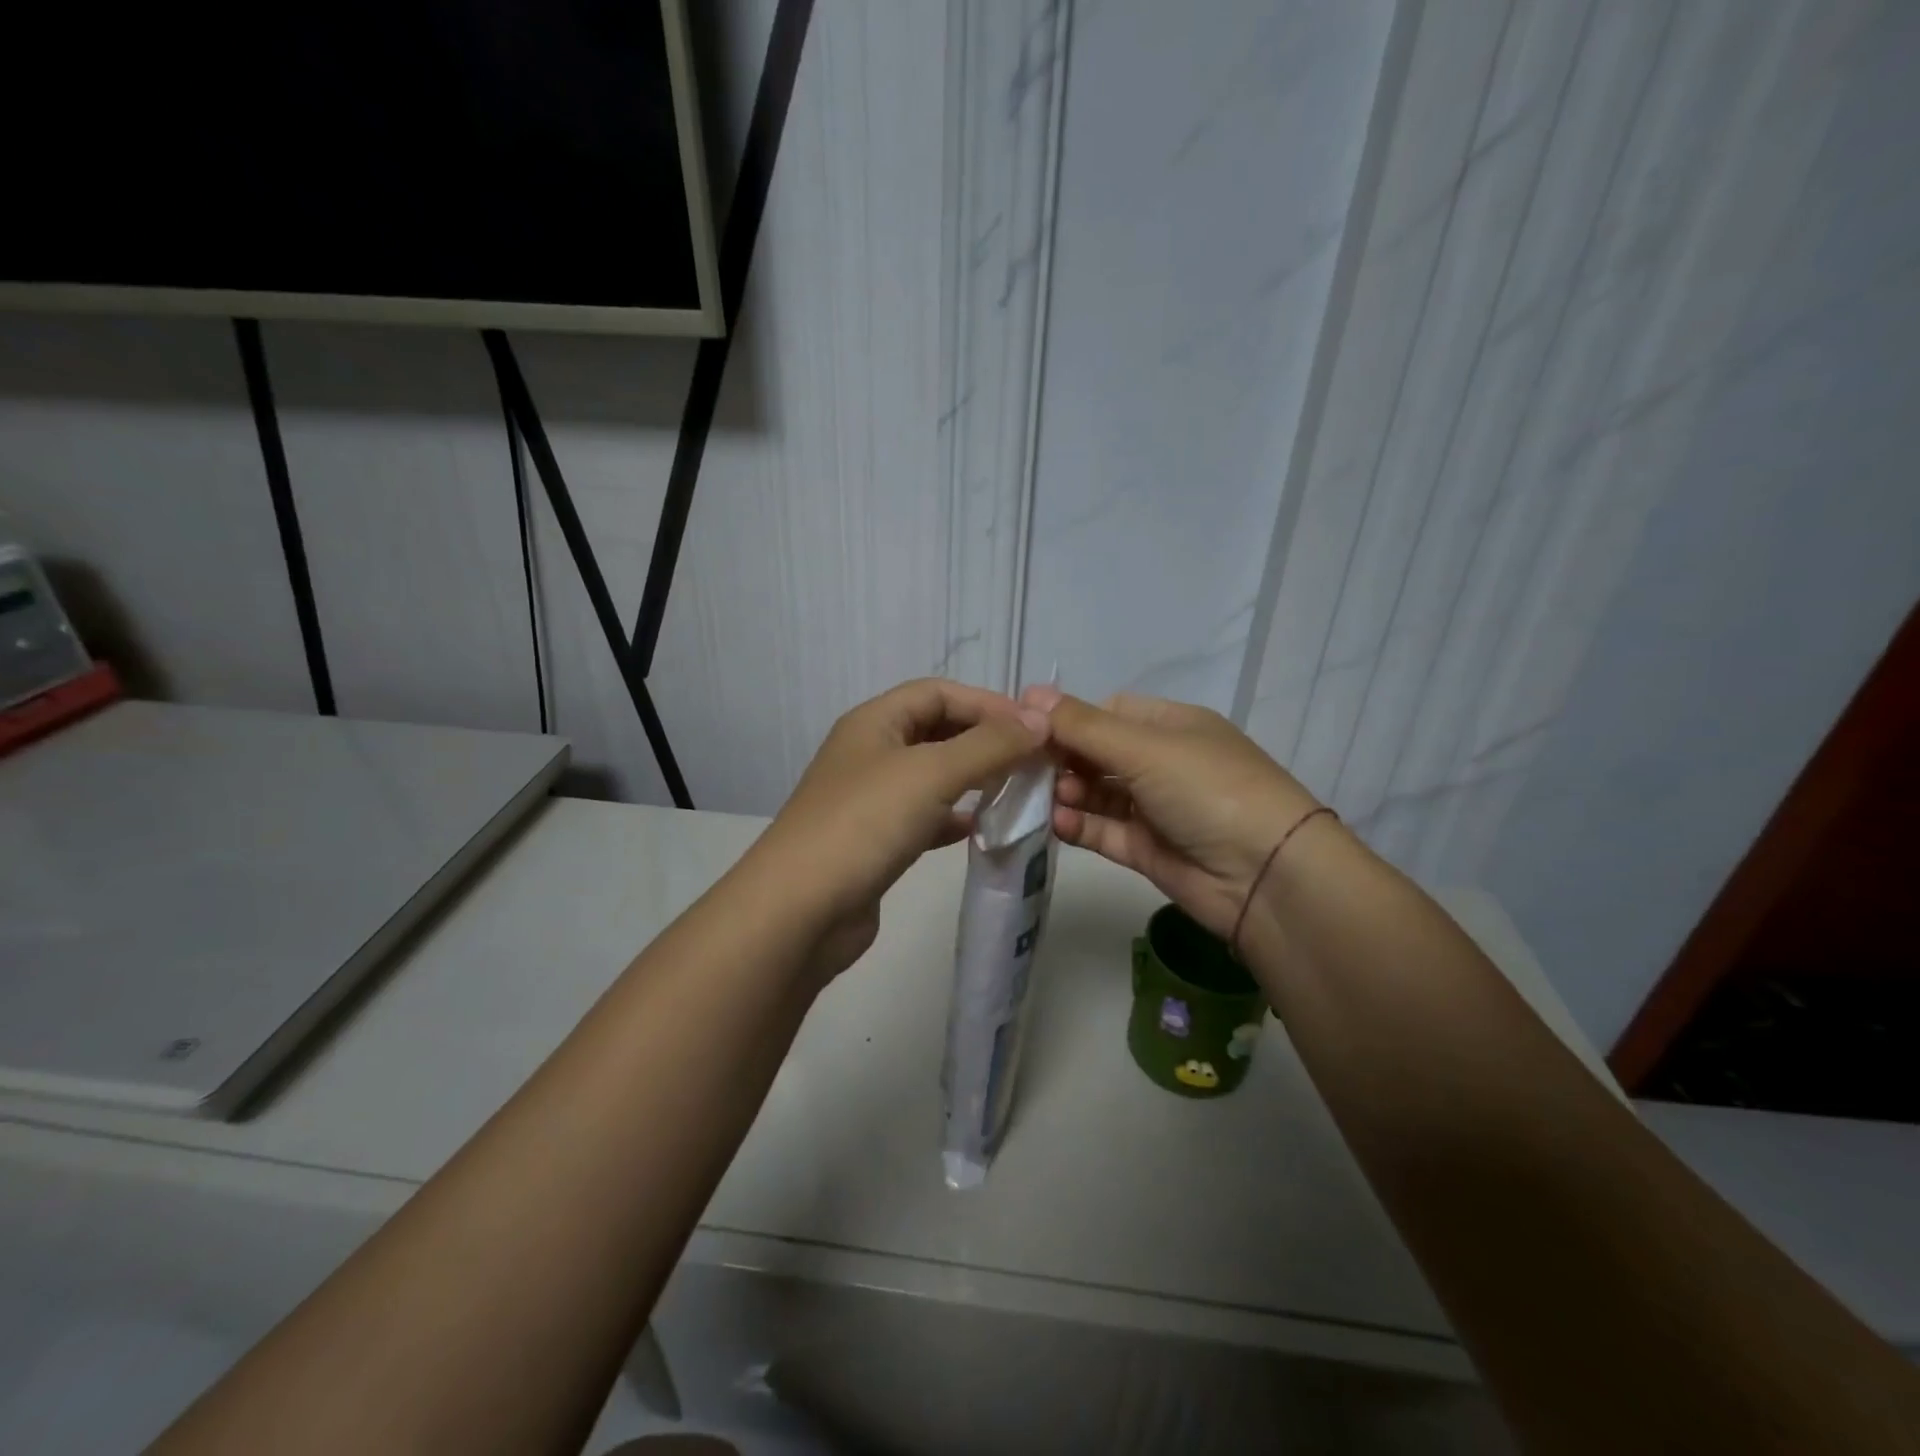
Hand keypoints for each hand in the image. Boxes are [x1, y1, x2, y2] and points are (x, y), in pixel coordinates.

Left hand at [753, 679, 1049, 978]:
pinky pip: (924, 816)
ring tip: (1016, 790)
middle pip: (936, 730)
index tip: (1035, 727)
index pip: (938, 692)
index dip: (987, 703)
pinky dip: (953, 816)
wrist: (801, 910)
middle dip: (983, 739)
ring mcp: (870, 799)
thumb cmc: (865, 824)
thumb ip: (989, 745)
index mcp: (874, 722)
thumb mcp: (931, 773)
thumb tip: (1040, 720)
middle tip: (1033, 759)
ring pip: (932, 775)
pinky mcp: (875, 841)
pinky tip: (980, 828)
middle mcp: (870, 752)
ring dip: (973, 777)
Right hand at [1025, 686, 1320, 940]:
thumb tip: (1030, 691)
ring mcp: (1155, 809)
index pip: (1109, 713)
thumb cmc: (1208, 790)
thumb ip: (1083, 726)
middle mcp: (1163, 763)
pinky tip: (1059, 823)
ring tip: (1048, 798)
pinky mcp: (1147, 850)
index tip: (1028, 729)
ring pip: (1097, 794)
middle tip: (1027, 768)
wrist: (1266, 876)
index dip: (1069, 719)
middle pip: (1098, 754)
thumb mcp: (1145, 747)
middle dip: (1063, 759)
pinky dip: (1080, 826)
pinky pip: (1104, 831)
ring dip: (1068, 793)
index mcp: (1171, 726)